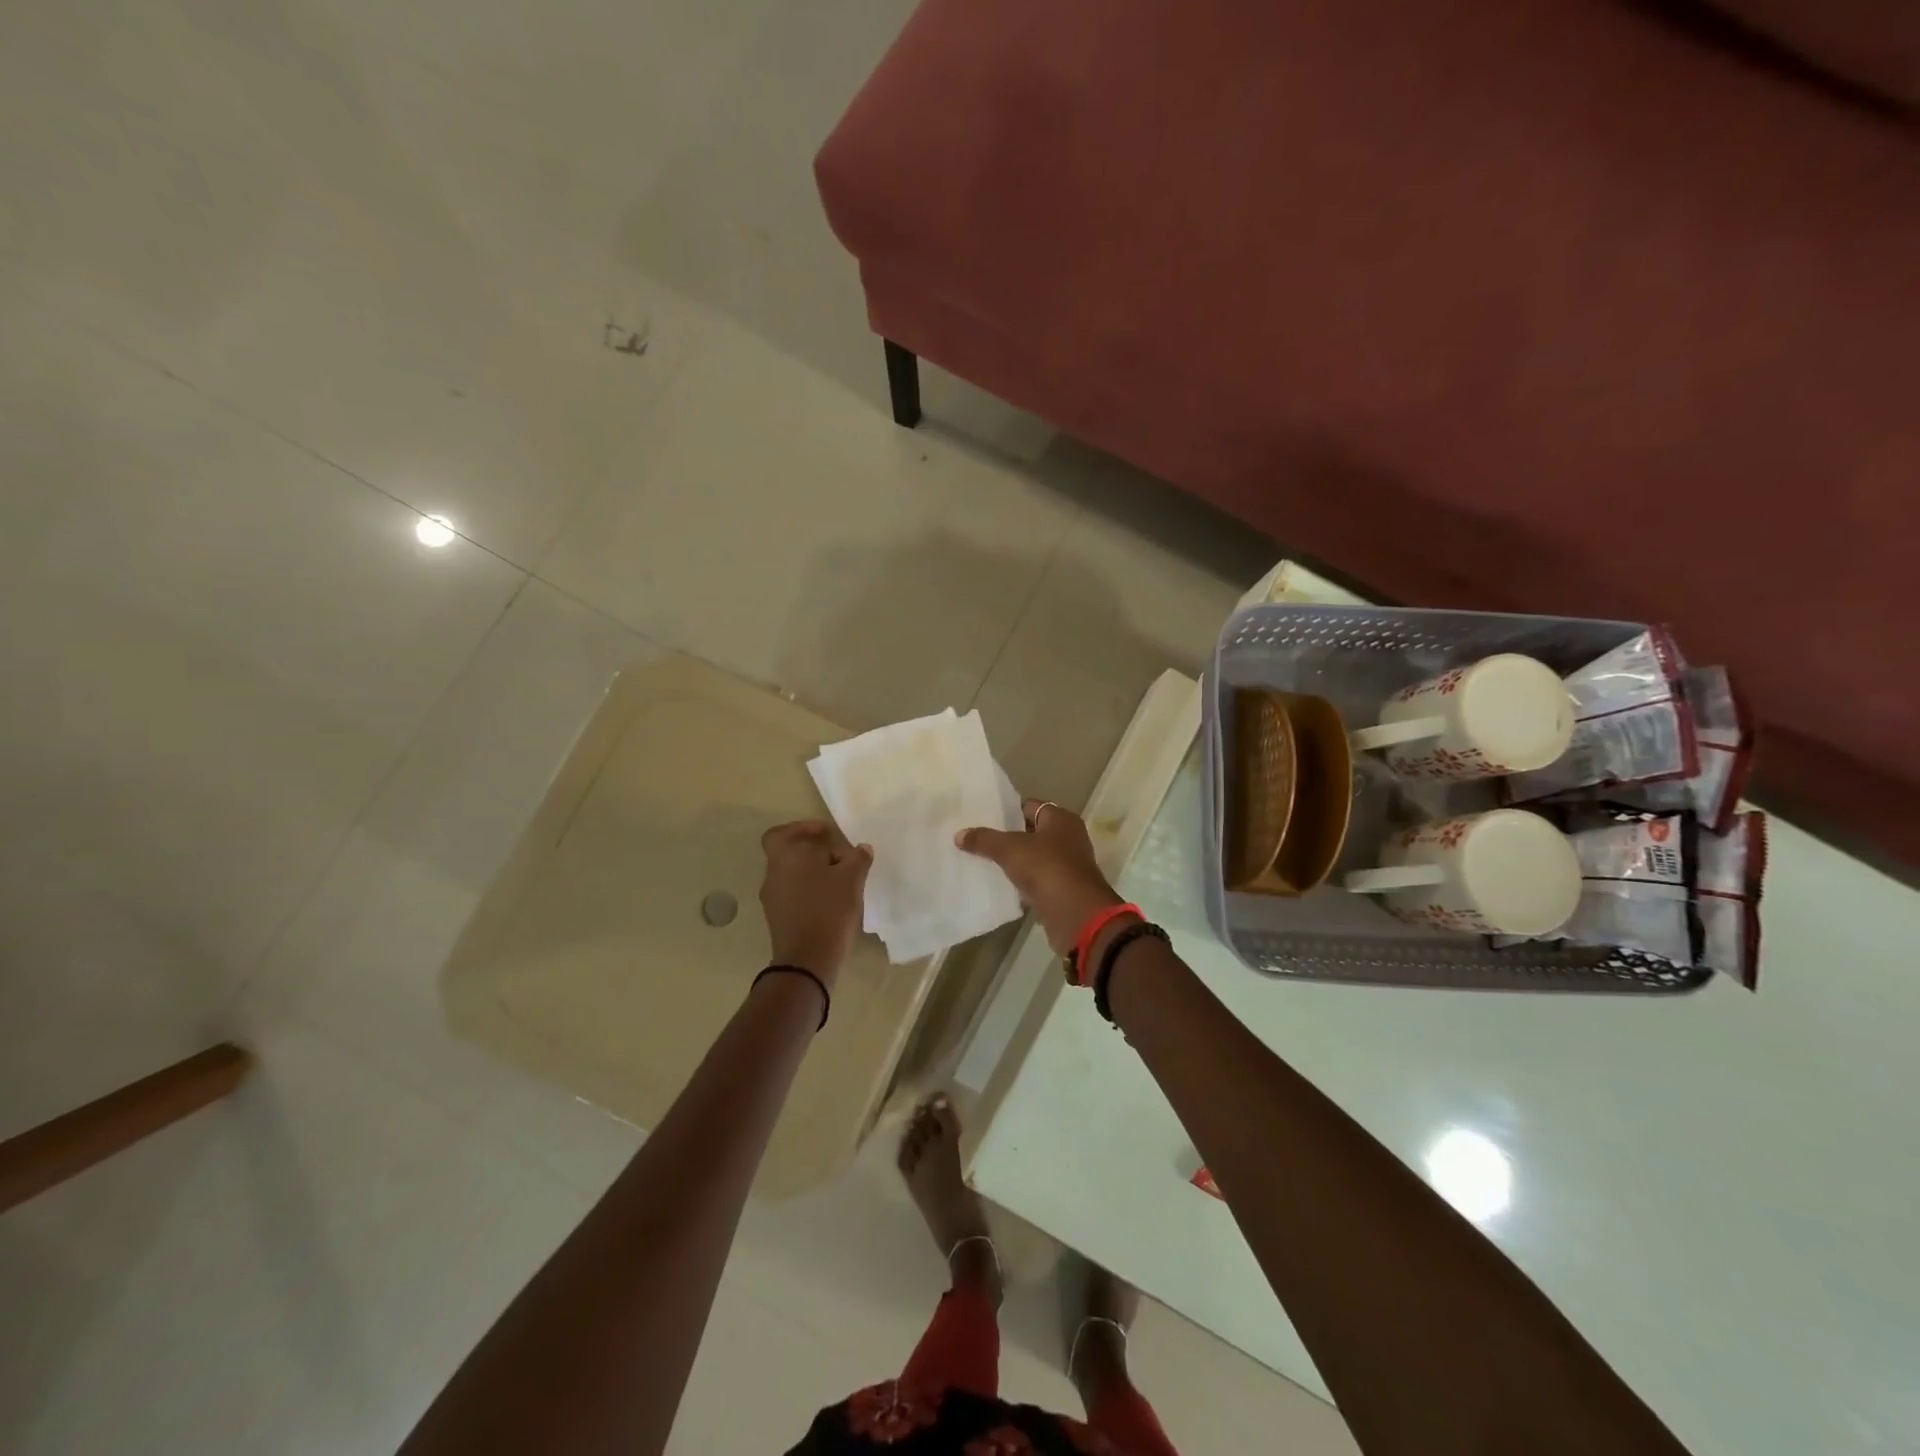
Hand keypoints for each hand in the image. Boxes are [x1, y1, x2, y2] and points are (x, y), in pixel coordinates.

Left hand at [758, 821, 872, 985]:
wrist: (808, 959)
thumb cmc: (829, 909)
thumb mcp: (852, 879)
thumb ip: (857, 859)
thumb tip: (861, 849)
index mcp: (786, 857)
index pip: (781, 833)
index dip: (801, 829)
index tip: (825, 834)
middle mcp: (773, 874)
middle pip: (790, 854)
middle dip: (814, 853)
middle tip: (840, 859)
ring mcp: (773, 899)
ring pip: (792, 876)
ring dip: (813, 874)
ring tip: (840, 882)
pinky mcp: (778, 919)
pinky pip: (793, 896)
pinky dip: (809, 893)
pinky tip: (832, 902)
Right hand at [955, 799, 1124, 953]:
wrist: (1077, 916)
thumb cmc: (1047, 869)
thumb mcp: (1010, 849)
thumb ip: (984, 839)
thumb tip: (959, 834)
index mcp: (1061, 819)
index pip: (1029, 806)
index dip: (1006, 810)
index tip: (981, 815)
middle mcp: (1068, 838)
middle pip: (1031, 832)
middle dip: (1006, 836)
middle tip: (975, 837)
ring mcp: (1066, 866)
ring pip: (1033, 858)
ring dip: (1013, 861)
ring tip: (980, 859)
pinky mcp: (1062, 890)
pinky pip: (1035, 880)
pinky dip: (1020, 882)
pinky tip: (997, 884)